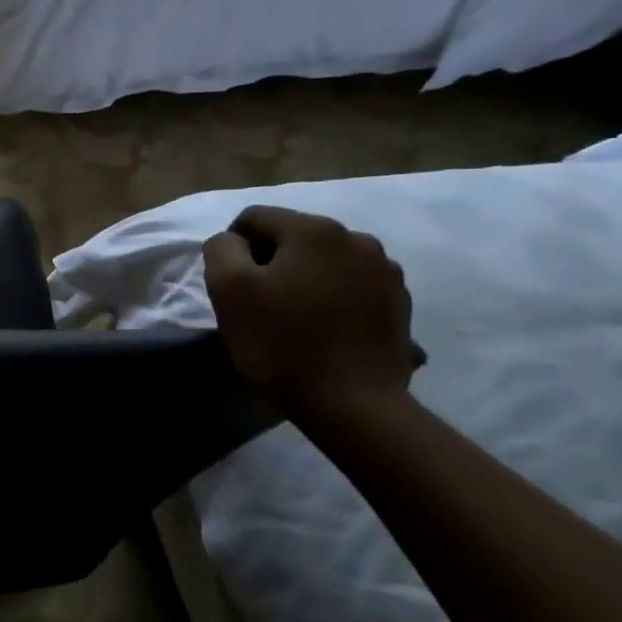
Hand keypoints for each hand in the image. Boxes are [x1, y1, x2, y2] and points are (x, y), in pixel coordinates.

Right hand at [202, 206, 417, 411]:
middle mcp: (356, 238)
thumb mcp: (228, 289)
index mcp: (313, 229)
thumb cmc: (280, 342)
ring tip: (294, 317)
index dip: (233, 247)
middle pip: (293, 237)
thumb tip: (232, 241)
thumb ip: (221, 249)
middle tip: (258, 304)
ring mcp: (385, 271)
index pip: (254, 218)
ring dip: (303, 278)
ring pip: (324, 261)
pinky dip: (332, 298)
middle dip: (270, 262)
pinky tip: (324, 329)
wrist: (352, 403)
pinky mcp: (399, 303)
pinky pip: (351, 286)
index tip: (231, 286)